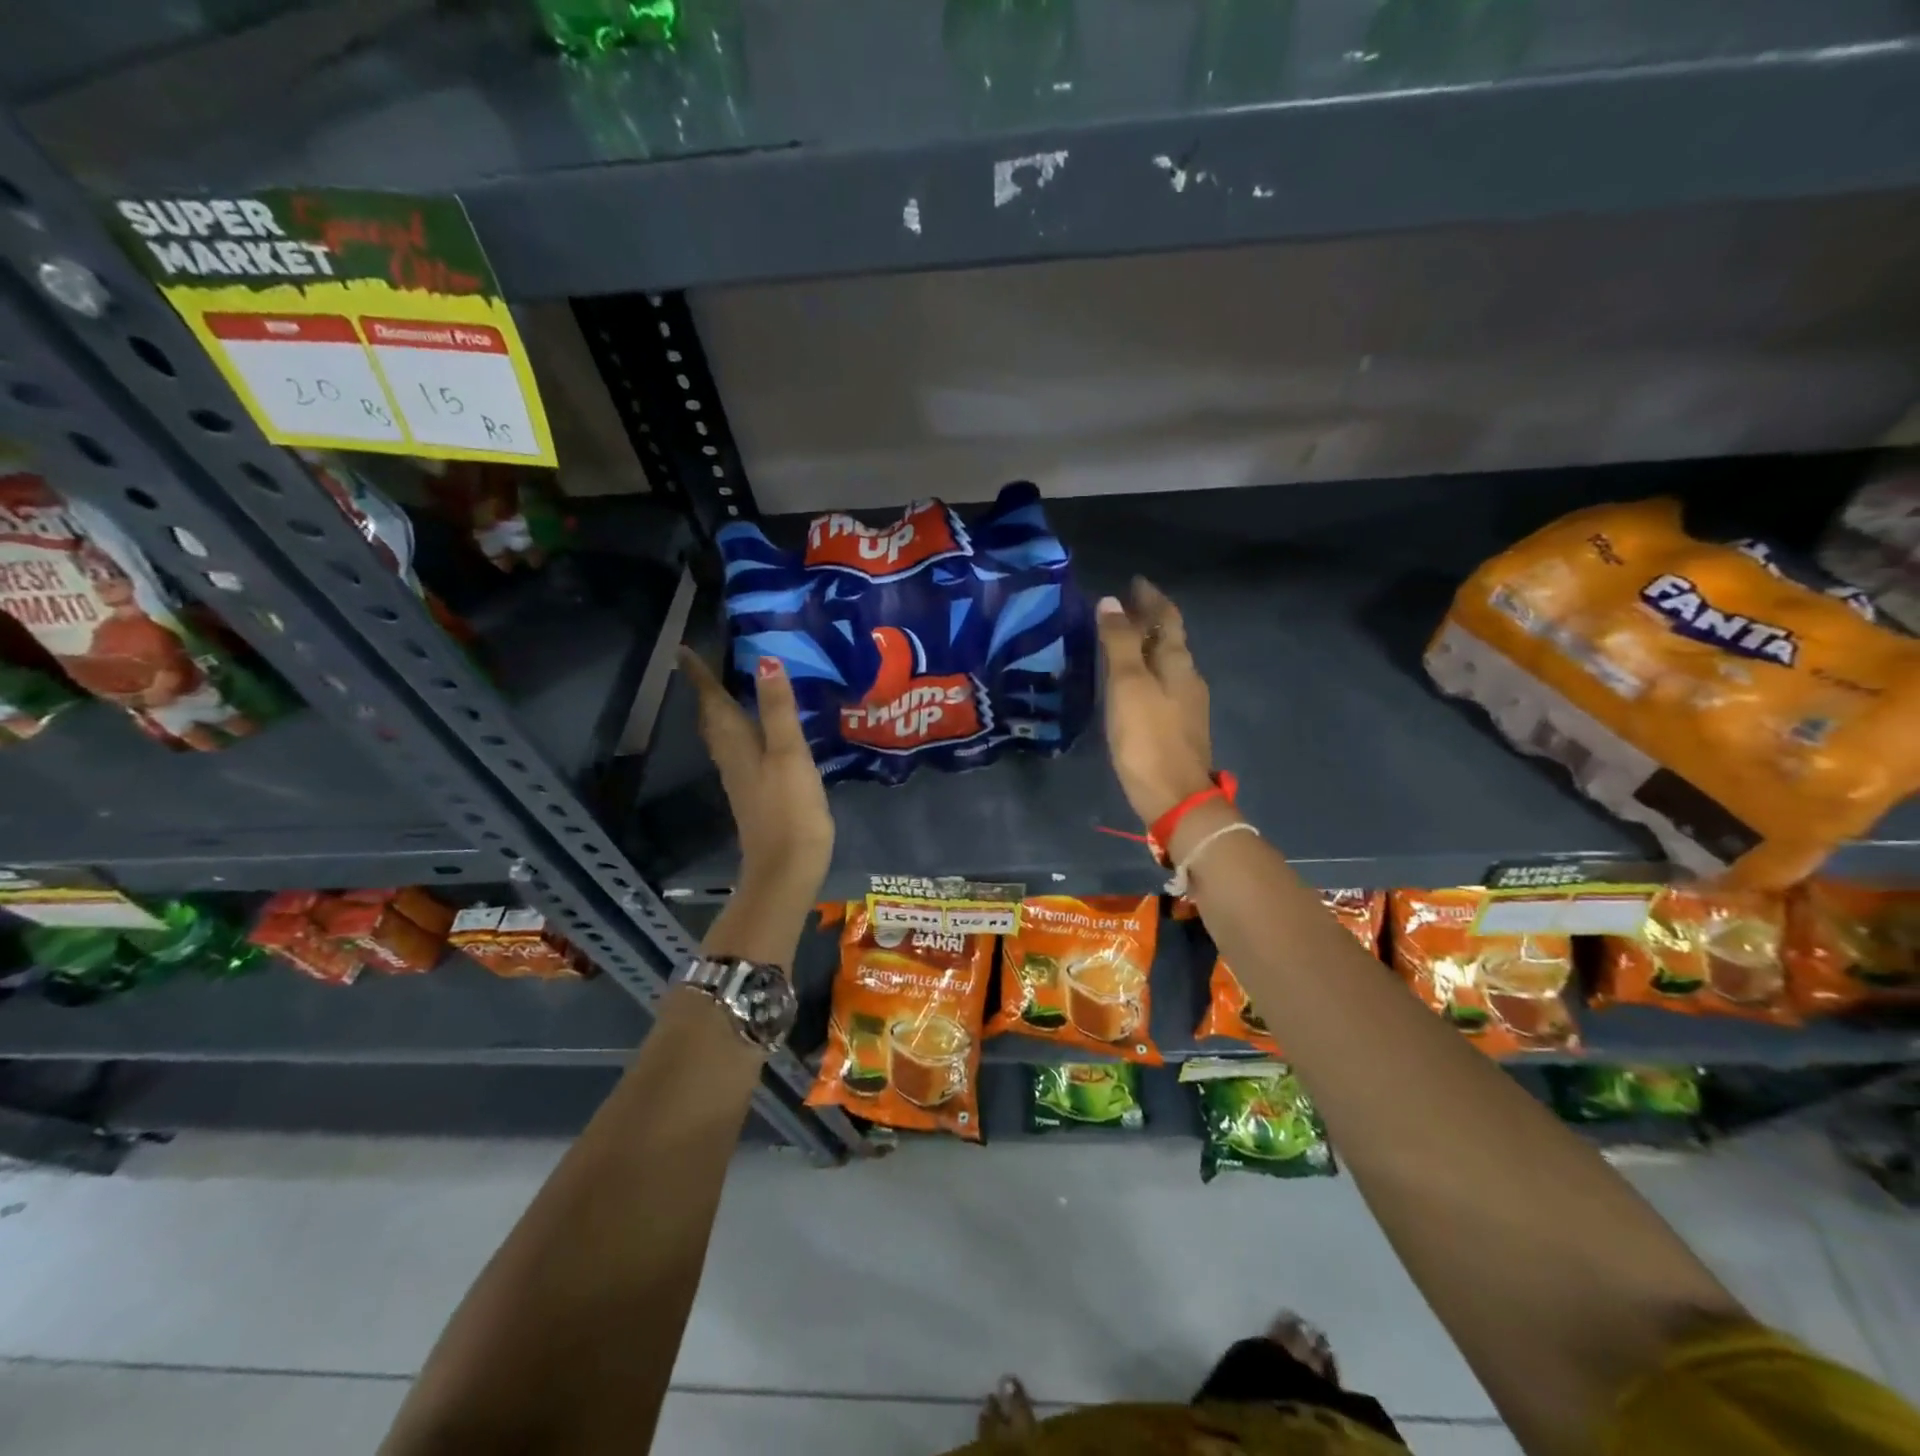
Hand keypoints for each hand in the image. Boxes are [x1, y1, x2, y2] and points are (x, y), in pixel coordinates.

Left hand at [679, 649, 833, 901]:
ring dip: (720, 711)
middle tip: (705, 666)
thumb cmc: (789, 807)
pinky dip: (739, 732)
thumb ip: (778, 709)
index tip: (683, 650)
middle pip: (712, 718)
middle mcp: (731, 757)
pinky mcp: (753, 794)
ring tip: (728, 691)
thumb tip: (764, 660)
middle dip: (707, 691)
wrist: (786, 867)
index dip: (699, 675)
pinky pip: (738, 751)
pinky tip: (755, 734)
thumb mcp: (789, 752)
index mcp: (736, 743)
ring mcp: (740, 778)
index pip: (712, 700)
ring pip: (722, 736)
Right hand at [1097, 579, 1215, 824]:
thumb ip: (1119, 643)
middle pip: (1168, 639)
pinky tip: (1129, 681)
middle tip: (1120, 607)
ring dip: (1145, 646)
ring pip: (1165, 663)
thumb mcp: (1128, 686)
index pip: (1167, 618)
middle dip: (1147, 620)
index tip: (1134, 582)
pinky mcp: (1177, 726)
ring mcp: (1185, 704)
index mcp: (1178, 662)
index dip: (1151, 598)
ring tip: (1119, 640)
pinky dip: (1144, 671)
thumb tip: (1110, 602)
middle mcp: (1187, 677)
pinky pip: (1160, 684)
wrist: (1175, 797)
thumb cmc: (1148, 738)